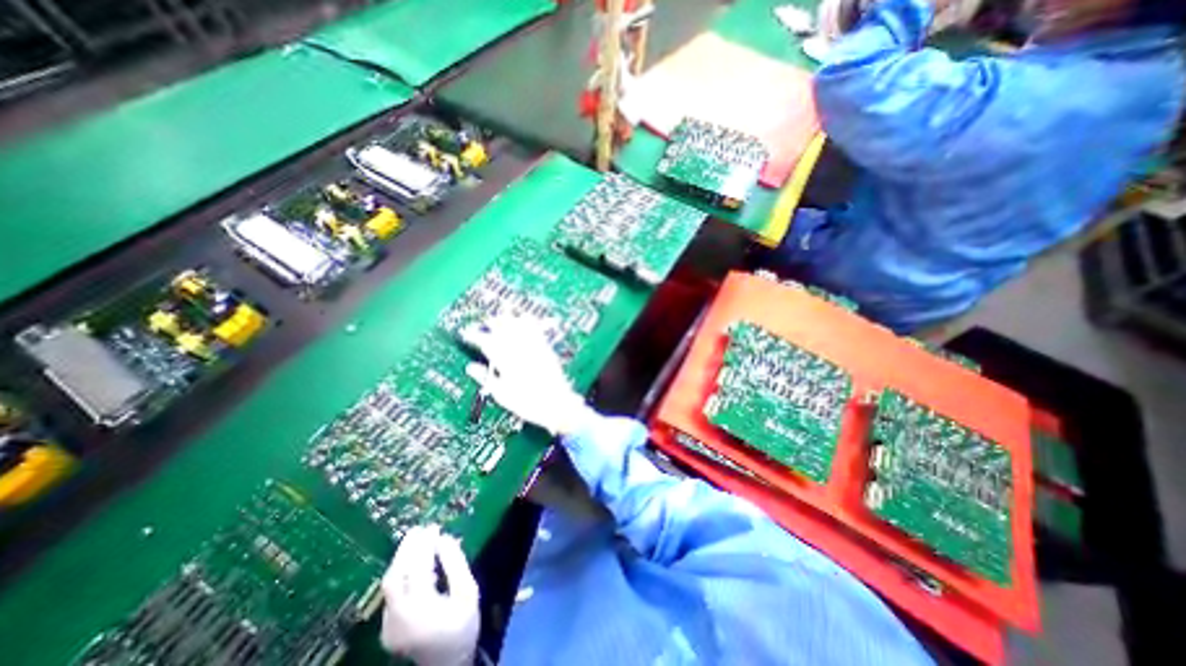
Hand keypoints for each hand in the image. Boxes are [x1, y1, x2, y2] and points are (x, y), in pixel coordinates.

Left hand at [378, 524, 474, 665]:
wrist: (448, 662)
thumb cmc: (463, 625)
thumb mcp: (468, 591)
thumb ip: (456, 564)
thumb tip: (444, 538)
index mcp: (421, 609)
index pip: (418, 569)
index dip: (424, 545)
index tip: (434, 527)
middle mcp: (398, 617)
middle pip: (395, 576)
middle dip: (406, 549)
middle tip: (420, 528)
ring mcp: (388, 624)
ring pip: (390, 583)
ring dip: (402, 558)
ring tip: (417, 539)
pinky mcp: (386, 626)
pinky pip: (392, 591)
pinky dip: (403, 571)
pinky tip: (414, 562)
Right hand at [460, 316, 598, 437]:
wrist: (556, 404)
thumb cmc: (527, 403)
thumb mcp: (502, 395)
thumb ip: (486, 378)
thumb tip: (470, 367)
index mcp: (506, 363)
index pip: (486, 343)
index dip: (475, 336)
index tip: (467, 334)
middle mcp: (520, 351)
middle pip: (503, 330)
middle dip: (491, 323)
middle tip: (484, 323)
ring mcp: (534, 348)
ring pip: (519, 326)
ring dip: (508, 319)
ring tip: (501, 317)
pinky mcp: (546, 348)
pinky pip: (537, 330)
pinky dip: (529, 322)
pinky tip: (525, 317)